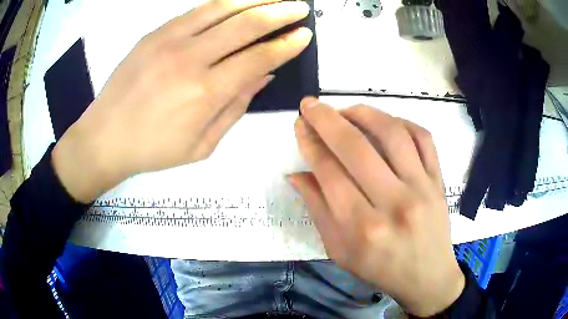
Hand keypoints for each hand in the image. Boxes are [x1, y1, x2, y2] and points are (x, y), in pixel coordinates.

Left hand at [52, 0, 312, 202]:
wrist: (105, 137)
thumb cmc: (152, 149)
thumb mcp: (201, 145)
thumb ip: (235, 109)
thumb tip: (262, 76)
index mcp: (205, 93)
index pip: (258, 58)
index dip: (286, 45)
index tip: (304, 34)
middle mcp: (190, 59)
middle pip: (246, 25)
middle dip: (280, 13)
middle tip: (300, 7)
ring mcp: (169, 41)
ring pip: (222, 8)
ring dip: (255, 0)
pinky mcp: (155, 33)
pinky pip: (196, 10)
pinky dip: (223, 3)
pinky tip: (238, 1)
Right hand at [289, 97, 464, 316]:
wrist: (427, 276)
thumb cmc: (380, 269)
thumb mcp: (339, 251)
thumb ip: (318, 210)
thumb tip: (297, 174)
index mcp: (362, 228)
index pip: (329, 173)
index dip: (310, 143)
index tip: (300, 124)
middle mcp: (393, 204)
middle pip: (355, 148)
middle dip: (327, 120)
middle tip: (311, 104)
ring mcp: (422, 188)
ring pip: (392, 134)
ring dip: (363, 113)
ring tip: (346, 110)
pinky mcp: (438, 180)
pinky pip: (423, 138)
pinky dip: (401, 122)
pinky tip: (384, 123)